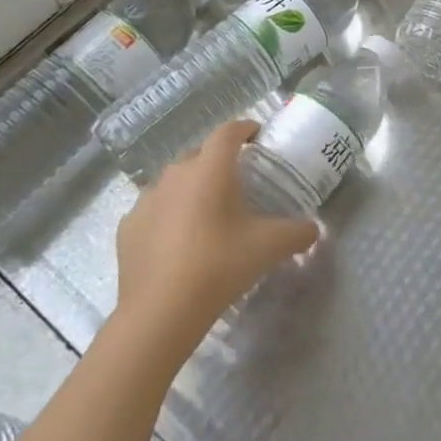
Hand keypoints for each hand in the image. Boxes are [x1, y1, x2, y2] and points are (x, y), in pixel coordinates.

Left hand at [113, 121, 318, 362]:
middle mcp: (175, 173)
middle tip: (238, 182)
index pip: (229, 131)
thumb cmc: (219, 266)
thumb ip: (297, 233)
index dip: (245, 128)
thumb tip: (313, 230)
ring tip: (207, 212)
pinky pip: (154, 209)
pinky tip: (177, 240)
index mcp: (210, 169)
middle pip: (200, 154)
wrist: (160, 312)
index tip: (257, 136)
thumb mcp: (269, 247)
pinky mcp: (128, 226)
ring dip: (191, 188)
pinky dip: (167, 215)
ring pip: (174, 181)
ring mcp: (146, 199)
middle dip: (219, 161)